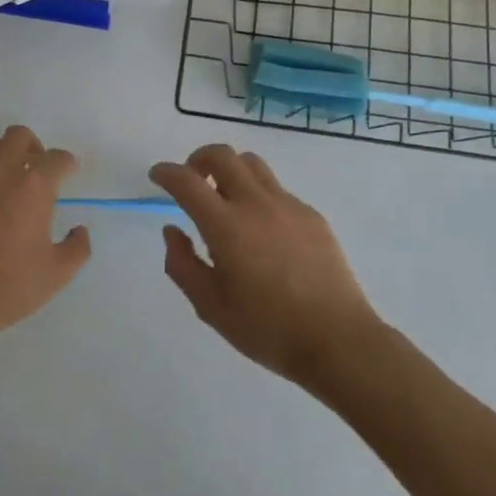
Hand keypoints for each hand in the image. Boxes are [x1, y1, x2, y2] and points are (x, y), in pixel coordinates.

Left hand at [0, 125, 91, 346]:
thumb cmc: (8, 287)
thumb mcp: (57, 274)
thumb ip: (78, 247)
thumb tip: (80, 230)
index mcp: (34, 187)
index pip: (58, 159)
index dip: (67, 165)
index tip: (67, 175)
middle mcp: (2, 170)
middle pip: (19, 136)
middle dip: (32, 147)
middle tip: (34, 169)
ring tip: (0, 173)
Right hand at [149, 144, 381, 388]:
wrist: (338, 340)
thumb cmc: (267, 329)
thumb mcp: (210, 306)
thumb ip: (182, 264)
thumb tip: (173, 231)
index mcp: (225, 226)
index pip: (186, 181)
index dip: (166, 173)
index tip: (157, 176)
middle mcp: (255, 204)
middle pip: (222, 155)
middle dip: (197, 159)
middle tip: (191, 182)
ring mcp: (288, 206)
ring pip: (252, 164)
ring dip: (230, 170)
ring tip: (225, 199)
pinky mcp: (312, 216)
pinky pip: (276, 189)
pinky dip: (257, 194)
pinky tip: (261, 230)